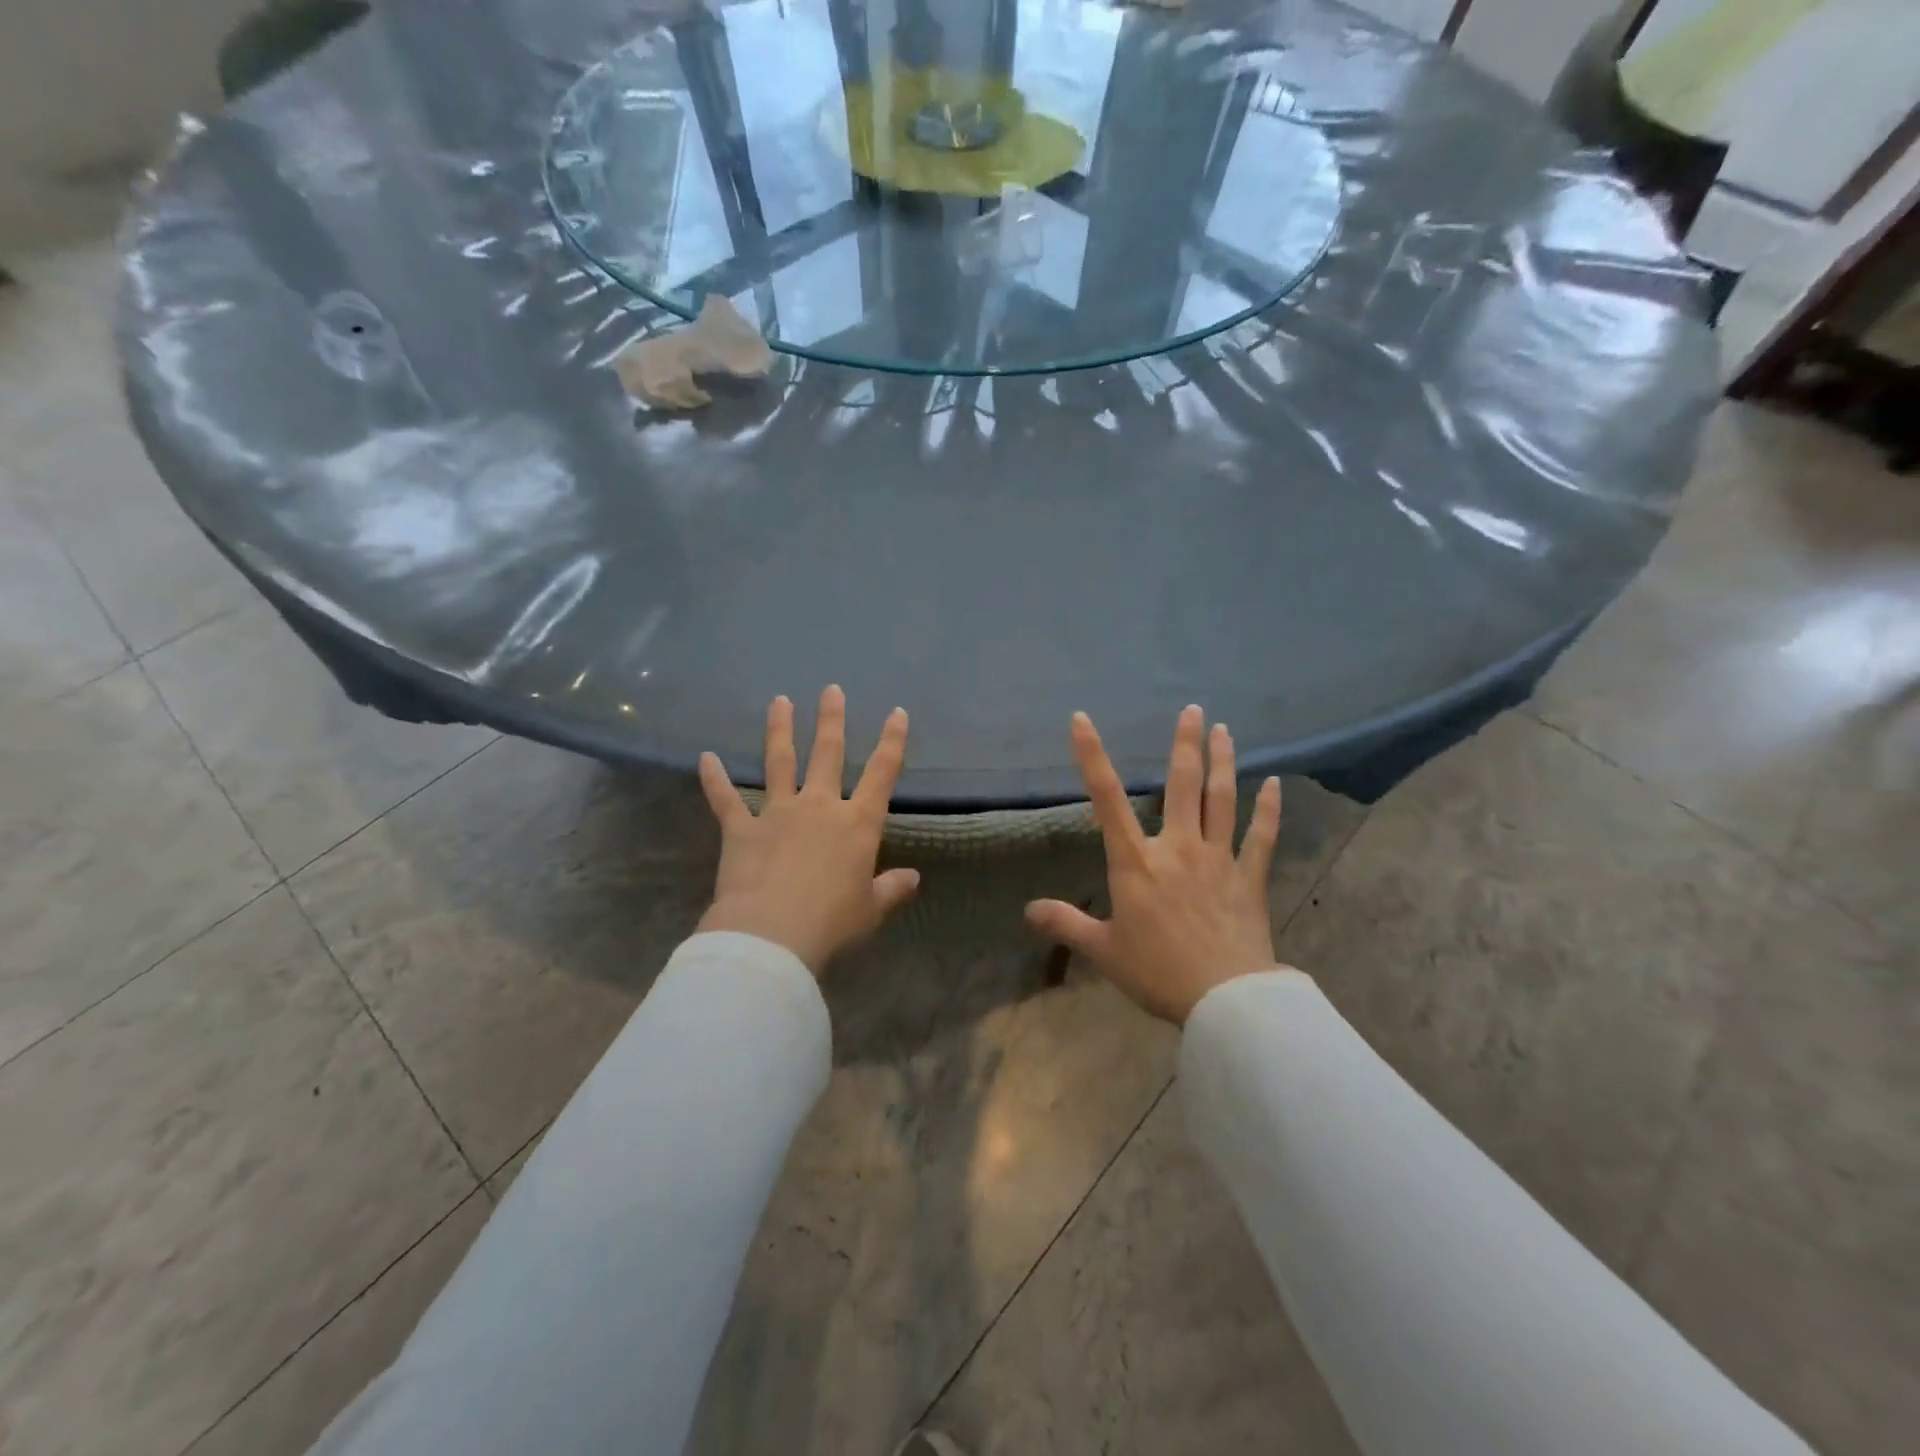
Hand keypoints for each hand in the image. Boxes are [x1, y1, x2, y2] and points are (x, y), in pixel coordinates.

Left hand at [697, 686, 919, 975]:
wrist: (772, 935)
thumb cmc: (831, 923)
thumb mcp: (870, 910)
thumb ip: (891, 889)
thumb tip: (913, 878)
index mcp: (857, 824)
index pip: (882, 773)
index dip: (892, 741)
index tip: (897, 713)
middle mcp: (819, 807)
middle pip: (828, 754)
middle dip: (831, 720)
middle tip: (831, 690)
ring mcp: (778, 813)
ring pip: (780, 762)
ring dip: (780, 730)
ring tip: (779, 701)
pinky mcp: (741, 830)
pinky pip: (725, 800)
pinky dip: (714, 779)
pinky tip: (705, 758)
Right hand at [1026, 706, 1290, 1023]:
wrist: (1224, 1000)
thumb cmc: (1157, 972)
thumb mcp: (1103, 951)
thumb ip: (1066, 924)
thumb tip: (1027, 910)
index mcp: (1136, 862)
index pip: (1107, 799)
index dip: (1092, 756)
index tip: (1082, 720)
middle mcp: (1178, 848)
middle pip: (1181, 785)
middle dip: (1184, 744)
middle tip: (1193, 709)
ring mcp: (1218, 859)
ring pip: (1221, 800)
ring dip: (1222, 762)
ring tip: (1224, 730)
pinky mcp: (1249, 877)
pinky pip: (1261, 836)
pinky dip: (1268, 809)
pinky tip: (1274, 784)